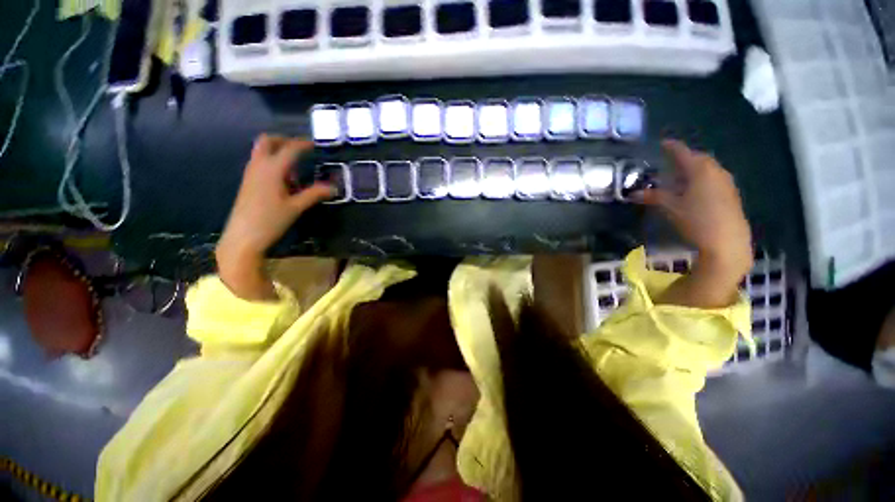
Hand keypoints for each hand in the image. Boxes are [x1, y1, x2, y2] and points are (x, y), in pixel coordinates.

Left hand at [217, 135, 333, 300]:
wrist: (243, 237)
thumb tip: (333, 188)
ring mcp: (250, 173)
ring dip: (277, 152)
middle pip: (267, 141)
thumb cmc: (270, 220)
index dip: (303, 144)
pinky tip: (284, 180)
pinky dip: (272, 163)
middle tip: (300, 149)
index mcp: (272, 169)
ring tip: (295, 169)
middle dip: (284, 140)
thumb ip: (314, 194)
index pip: (289, 149)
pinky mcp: (248, 182)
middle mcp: (258, 166)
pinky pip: (260, 163)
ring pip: (261, 151)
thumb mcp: (296, 207)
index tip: (315, 144)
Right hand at [639, 140, 752, 307]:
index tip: (662, 143)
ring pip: (707, 168)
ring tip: (679, 177)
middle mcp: (715, 170)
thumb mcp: (670, 207)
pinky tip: (693, 190)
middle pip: (697, 158)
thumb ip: (654, 196)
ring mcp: (726, 181)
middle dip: (683, 158)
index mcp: (699, 169)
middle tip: (668, 163)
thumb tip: (635, 193)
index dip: (671, 147)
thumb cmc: (696, 219)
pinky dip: (701, 178)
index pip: (682, 152)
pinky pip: (713, 177)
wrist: (727, 240)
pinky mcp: (730, 192)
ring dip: (692, 169)